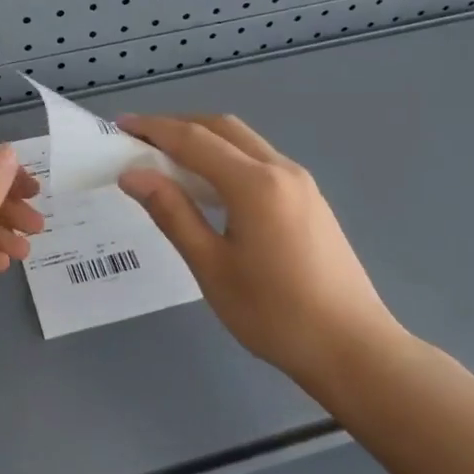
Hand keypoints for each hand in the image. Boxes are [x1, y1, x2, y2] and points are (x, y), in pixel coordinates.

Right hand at [116, 115, 406, 386]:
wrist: (352, 348)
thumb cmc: (274, 314)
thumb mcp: (212, 267)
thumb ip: (172, 213)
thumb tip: (133, 175)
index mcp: (254, 184)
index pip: (194, 140)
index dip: (153, 129)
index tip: (120, 125)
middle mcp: (281, 170)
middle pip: (222, 128)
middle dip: (178, 125)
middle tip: (140, 139)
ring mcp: (301, 183)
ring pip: (244, 142)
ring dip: (204, 140)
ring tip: (167, 160)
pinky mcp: (310, 200)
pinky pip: (260, 161)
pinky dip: (227, 158)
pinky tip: (210, 186)